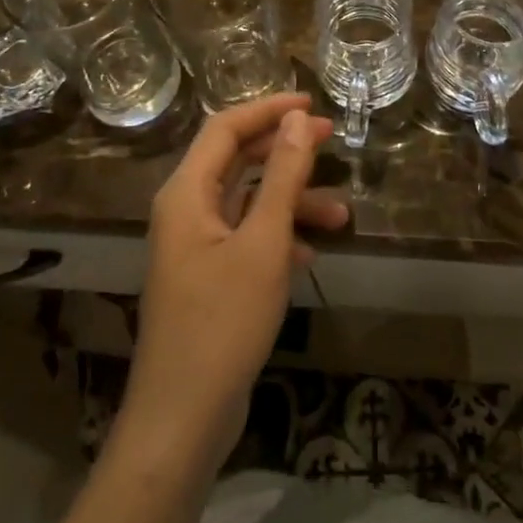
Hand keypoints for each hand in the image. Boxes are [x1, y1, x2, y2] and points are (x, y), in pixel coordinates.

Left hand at [122, 94, 347, 474]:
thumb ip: (281, 176)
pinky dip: (279, 237)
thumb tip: (296, 119)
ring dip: (290, 201)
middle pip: (236, 160)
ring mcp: (195, 246)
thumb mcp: (263, 243)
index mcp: (186, 193)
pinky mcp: (208, 278)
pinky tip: (309, 256)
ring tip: (339, 216)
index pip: (225, 128)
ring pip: (247, 202)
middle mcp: (186, 211)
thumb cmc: (222, 322)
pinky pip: (246, 238)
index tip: (311, 103)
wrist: (183, 420)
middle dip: (284, 150)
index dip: (268, 109)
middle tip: (331, 141)